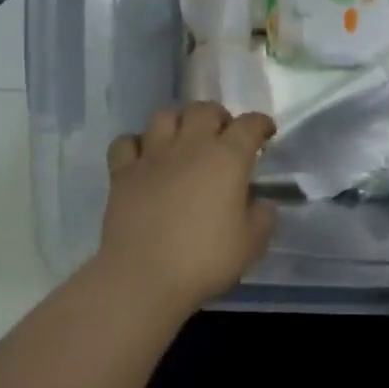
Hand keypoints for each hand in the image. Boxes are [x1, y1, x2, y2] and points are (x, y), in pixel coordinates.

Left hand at [97, 103, 277, 313]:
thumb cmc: (205, 260)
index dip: (261, 124)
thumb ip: (263, 217)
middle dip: (219, 116)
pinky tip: (145, 157)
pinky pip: (127, 142)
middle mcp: (190, 146)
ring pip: (164, 115)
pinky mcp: (122, 173)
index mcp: (227, 159)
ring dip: (179, 121)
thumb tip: (261, 203)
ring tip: (185, 138)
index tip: (266, 133)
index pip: (249, 125)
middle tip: (224, 134)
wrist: (144, 277)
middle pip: (204, 110)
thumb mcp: (252, 244)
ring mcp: (152, 156)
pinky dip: (137, 144)